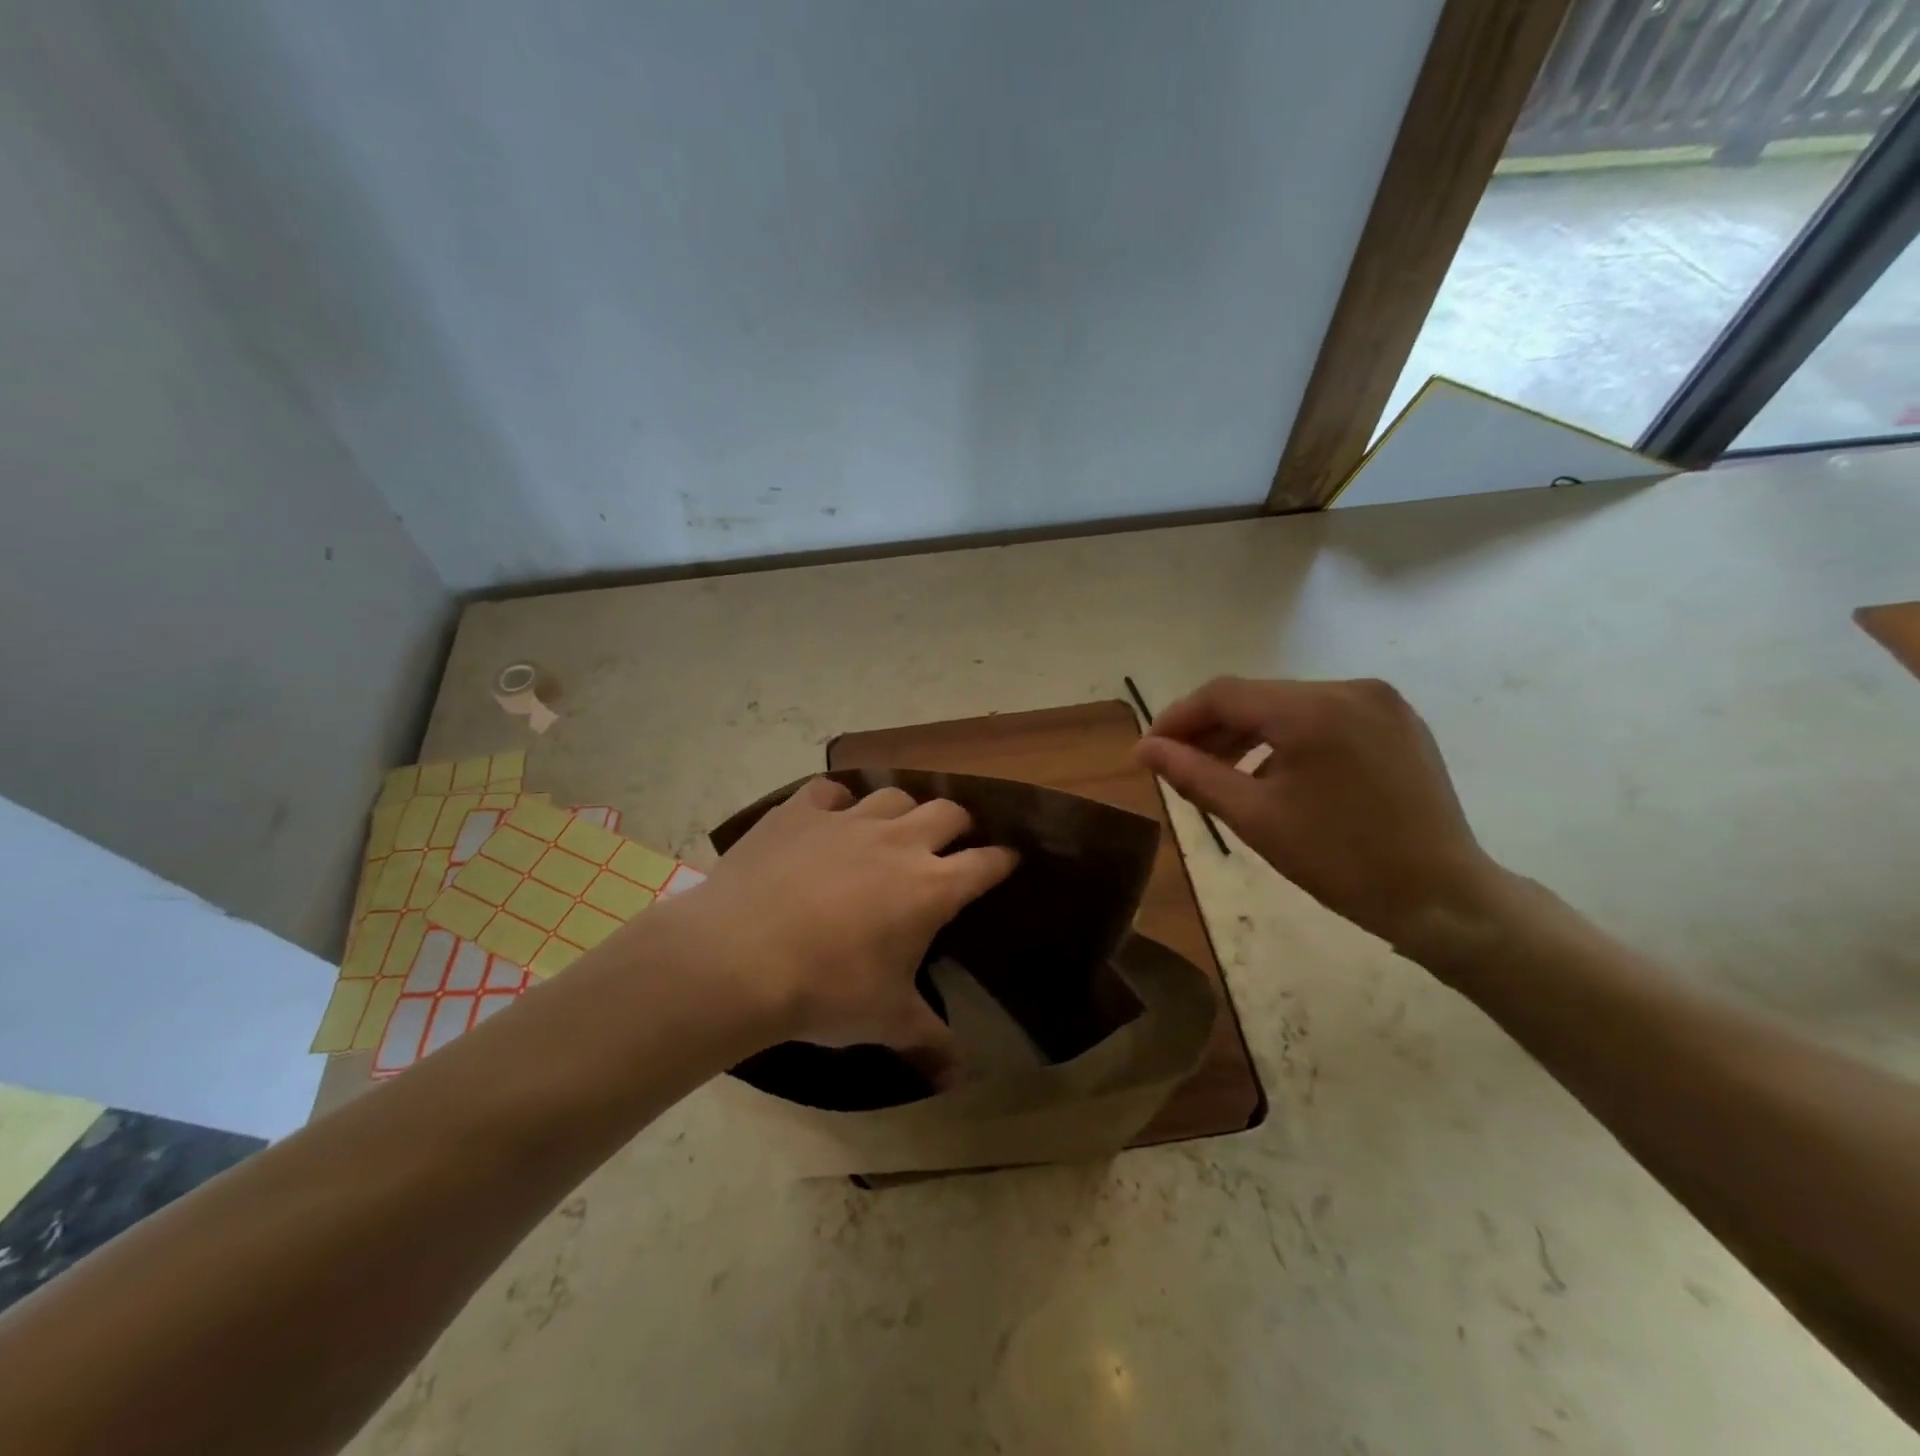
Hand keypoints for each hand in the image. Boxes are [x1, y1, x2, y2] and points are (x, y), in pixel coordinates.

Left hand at [662, 779, 1016, 1074]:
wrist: (738, 958)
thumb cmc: (825, 990)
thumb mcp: (885, 1021)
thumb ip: (929, 1042)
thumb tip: (959, 1079)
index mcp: (931, 887)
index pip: (986, 863)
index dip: (1002, 861)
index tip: (1008, 862)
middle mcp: (899, 842)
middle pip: (948, 812)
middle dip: (958, 825)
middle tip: (950, 844)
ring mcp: (848, 820)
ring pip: (893, 795)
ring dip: (902, 811)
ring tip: (892, 829)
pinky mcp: (801, 811)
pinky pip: (829, 790)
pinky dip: (836, 801)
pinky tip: (830, 816)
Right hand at [1137, 677, 1507, 957]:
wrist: (1442, 897)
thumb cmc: (1340, 861)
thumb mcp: (1254, 818)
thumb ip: (1192, 774)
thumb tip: (1144, 749)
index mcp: (1312, 710)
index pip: (1223, 694)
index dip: (1178, 718)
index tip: (1150, 751)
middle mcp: (1348, 689)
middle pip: (1257, 697)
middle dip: (1212, 729)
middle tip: (1181, 767)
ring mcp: (1380, 702)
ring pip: (1290, 706)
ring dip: (1249, 734)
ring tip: (1223, 774)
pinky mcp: (1398, 721)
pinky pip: (1325, 717)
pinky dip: (1289, 738)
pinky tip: (1276, 773)